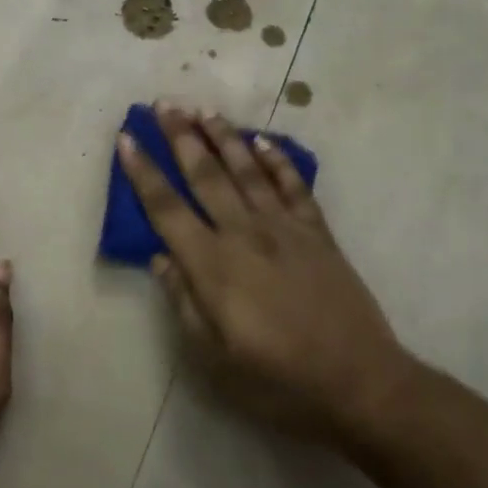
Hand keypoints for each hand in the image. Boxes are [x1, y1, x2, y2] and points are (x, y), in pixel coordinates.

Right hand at [117, 103, 404, 443]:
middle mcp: (245, 234)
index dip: (143, 172)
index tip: (127, 139)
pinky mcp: (318, 233)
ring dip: (223, 138)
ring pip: (247, 170)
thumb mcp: (214, 358)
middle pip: (205, 175)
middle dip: (181, 137)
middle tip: (163, 104)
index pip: (167, 208)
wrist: (359, 382)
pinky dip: (278, 161)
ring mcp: (285, 228)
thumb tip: (160, 258)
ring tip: (204, 110)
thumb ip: (184, 303)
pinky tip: (263, 141)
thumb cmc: (278, 380)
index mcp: (213, 265)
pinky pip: (294, 186)